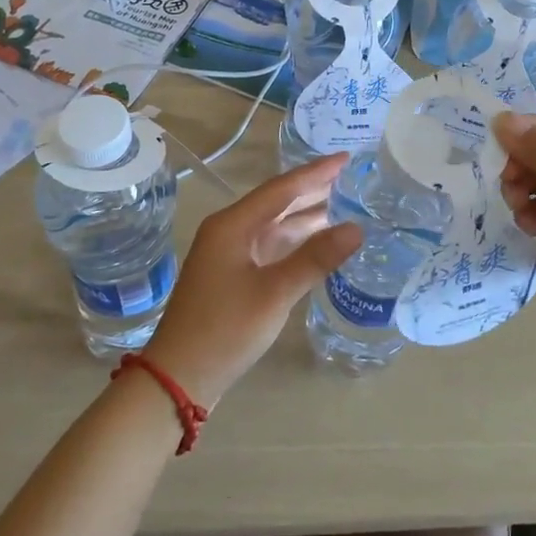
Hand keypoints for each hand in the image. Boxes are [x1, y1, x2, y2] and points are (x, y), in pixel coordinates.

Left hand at [143, 155, 362, 407]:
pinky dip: (296, 241)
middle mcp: (229, 231)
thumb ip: (315, 258)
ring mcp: (229, 254)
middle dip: (313, 190)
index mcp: (232, 225)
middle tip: (351, 177)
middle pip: (277, 202)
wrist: (179, 377)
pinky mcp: (233, 276)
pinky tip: (319, 242)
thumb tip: (356, 228)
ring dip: (306, 216)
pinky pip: (270, 247)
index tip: (347, 158)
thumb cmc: (224, 329)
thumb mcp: (274, 293)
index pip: (281, 188)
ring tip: (345, 204)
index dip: (316, 173)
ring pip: (275, 225)